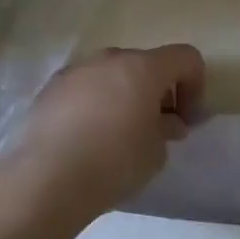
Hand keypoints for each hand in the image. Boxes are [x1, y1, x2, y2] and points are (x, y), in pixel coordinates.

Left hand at [0, 44, 204, 227]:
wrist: (44, 180)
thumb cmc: (113, 162)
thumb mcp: (156, 152)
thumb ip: (167, 128)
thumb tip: (167, 122)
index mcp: (143, 67)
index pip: (186, 58)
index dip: (196, 86)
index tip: (186, 121)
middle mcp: (110, 58)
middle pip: (147, 63)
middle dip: (158, 91)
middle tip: (156, 128)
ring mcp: (76, 70)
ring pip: (112, 74)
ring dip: (125, 95)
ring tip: (118, 134)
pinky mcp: (49, 88)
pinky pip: (85, 87)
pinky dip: (95, 103)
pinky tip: (87, 138)